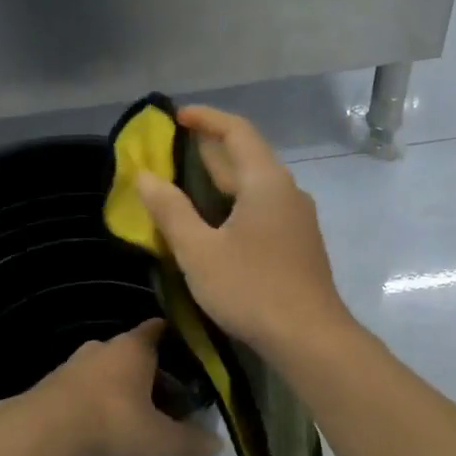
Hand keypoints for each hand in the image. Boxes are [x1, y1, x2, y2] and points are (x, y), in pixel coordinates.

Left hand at [19, 319, 219, 455]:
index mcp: (133, 348)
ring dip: (117, 388)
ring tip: (132, 416)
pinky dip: (92, 402)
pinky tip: (97, 427)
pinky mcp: (48, 387)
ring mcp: (71, 365)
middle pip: (131, 352)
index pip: (158, 329)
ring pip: (103, 370)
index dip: (175, 340)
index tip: (189, 356)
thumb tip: (217, 445)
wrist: (39, 436)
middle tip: (165, 397)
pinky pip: (80, 389)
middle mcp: (102, 347)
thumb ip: (188, 441)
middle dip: (148, 371)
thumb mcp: (158, 440)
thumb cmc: (110, 424)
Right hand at [134, 106, 353, 357]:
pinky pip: (263, 207)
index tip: (176, 117)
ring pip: (255, 185)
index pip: (236, 131)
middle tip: (171, 152)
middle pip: (247, 156)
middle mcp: (287, 191)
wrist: (310, 338)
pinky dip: (235, 203)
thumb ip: (171, 210)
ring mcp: (297, 218)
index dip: (206, 118)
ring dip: (222, 179)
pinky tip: (215, 224)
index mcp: (265, 182)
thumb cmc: (251, 289)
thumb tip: (145, 176)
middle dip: (209, 149)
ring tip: (186, 186)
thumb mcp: (198, 251)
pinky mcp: (298, 243)